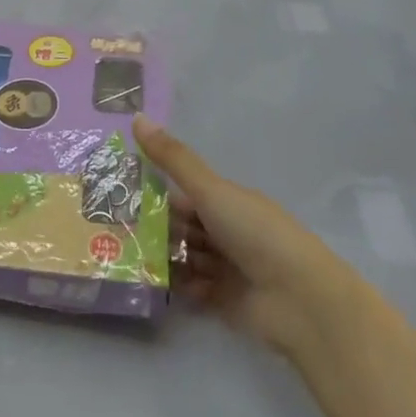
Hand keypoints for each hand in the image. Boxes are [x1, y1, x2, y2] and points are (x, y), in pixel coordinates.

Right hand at [134, 115, 329, 349]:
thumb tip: (137, 115)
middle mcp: (227, 232)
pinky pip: (192, 288)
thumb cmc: (256, 234)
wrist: (301, 301)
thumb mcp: (210, 191)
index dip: (155, 193)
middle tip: (114, 229)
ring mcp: (227, 267)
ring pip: (185, 256)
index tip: (119, 194)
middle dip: (153, 227)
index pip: (185, 194)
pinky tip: (152, 281)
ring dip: (162, 256)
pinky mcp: (225, 301)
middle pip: (182, 226)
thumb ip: (173, 159)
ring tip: (125, 256)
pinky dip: (176, 284)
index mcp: (228, 201)